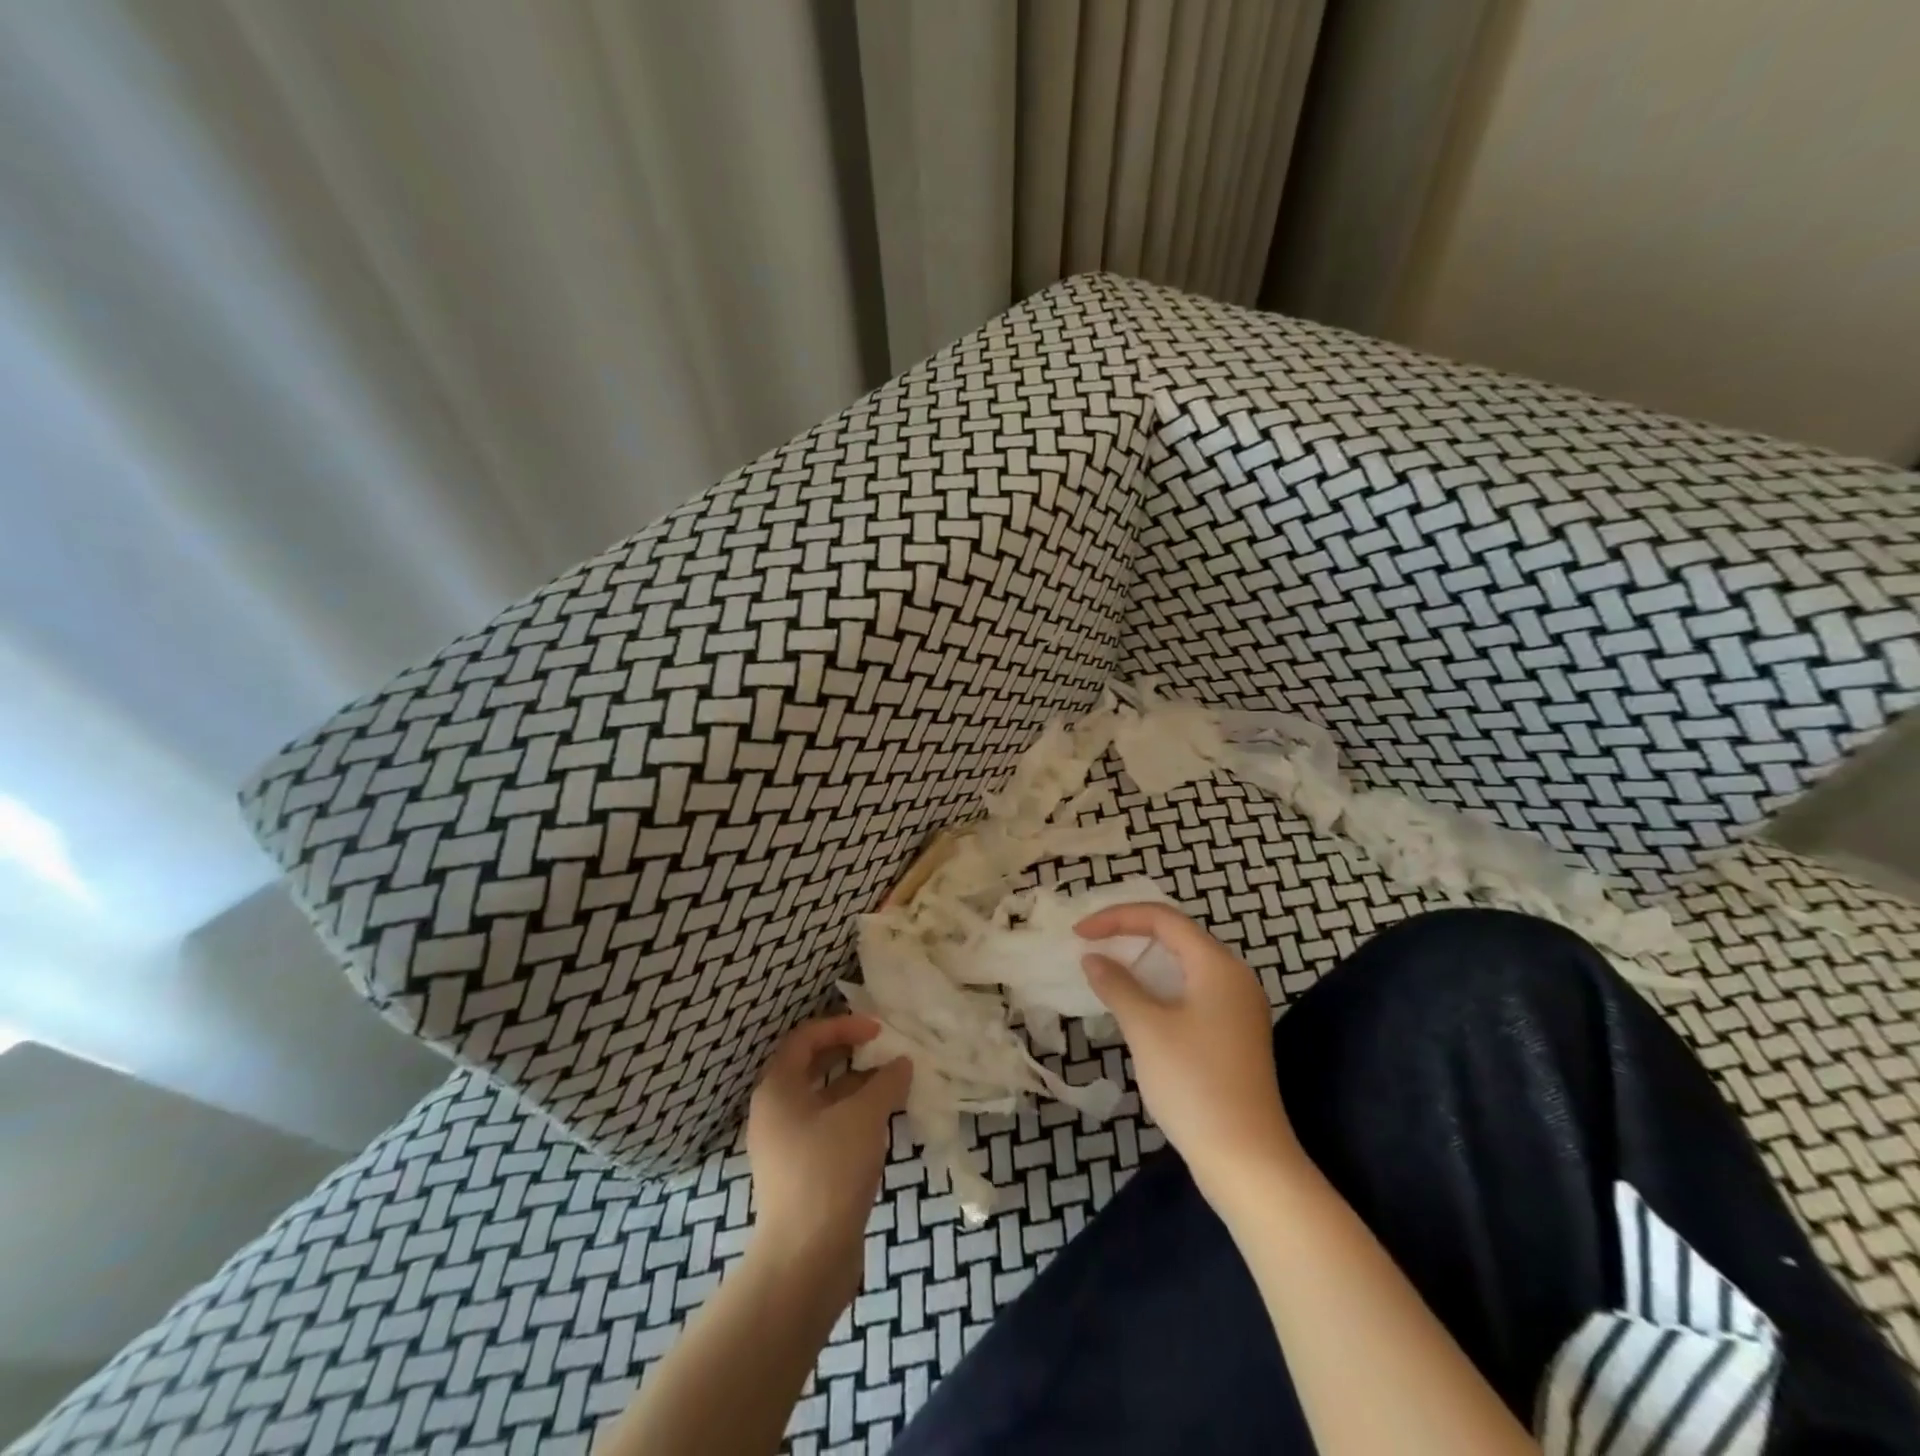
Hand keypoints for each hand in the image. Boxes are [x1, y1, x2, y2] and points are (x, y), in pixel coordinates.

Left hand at [746, 1016, 911, 1280]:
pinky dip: (853, 1118)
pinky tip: (883, 1123)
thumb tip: (901, 1063)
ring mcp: (785, 1146)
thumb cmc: (829, 1171)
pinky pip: (827, 1129)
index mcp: (777, 1090)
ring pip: (823, 1101)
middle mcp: (774, 1112)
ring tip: (893, 1086)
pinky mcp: (799, 1174)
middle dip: (850, 1054)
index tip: (877, 1030)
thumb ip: (885, 1082)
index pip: (805, 1038)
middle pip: (812, 1068)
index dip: (842, 1026)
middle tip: (884, 1051)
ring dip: (856, 1088)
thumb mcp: (864, 1117)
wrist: (805, 1261)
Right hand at [1076, 904, 1303, 1204]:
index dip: (1117, 918)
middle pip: (1176, 936)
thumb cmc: (1194, 1084)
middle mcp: (1233, 977)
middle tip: (1090, 945)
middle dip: (1129, 934)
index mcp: (1217, 965)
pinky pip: (1190, 990)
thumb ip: (1117, 985)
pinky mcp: (1233, 1033)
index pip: (1163, 919)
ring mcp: (1237, 1007)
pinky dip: (1158, 986)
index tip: (1079, 934)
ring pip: (1183, 965)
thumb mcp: (1147, 1029)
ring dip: (1142, 961)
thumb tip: (1093, 959)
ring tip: (1105, 969)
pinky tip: (1135, 1003)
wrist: (1247, 1160)